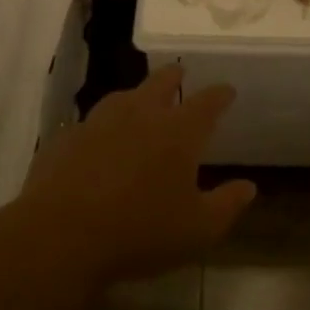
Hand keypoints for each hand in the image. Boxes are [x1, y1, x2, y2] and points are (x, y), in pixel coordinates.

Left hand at [18, 64, 256, 291]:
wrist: (60, 236)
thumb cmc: (139, 232)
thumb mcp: (197, 230)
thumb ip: (227, 205)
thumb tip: (249, 187)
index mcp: (177, 132)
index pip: (207, 102)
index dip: (220, 95)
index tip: (227, 90)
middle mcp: (139, 115)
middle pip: (160, 83)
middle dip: (174, 76)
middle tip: (180, 73)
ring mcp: (97, 123)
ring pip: (122, 97)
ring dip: (136, 94)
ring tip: (140, 99)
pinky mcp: (65, 139)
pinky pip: (89, 124)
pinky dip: (101, 126)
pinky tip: (98, 139)